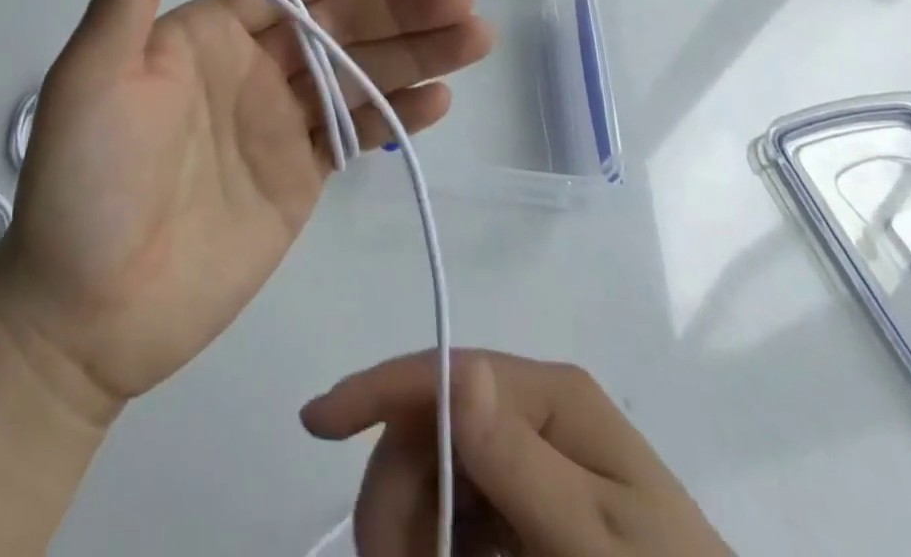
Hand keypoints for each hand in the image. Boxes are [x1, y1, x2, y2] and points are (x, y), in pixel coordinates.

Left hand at [0, 0, 492, 407]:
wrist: (86, 313)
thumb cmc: (86, 179)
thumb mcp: (96, 72)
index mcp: (208, 34)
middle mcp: (250, 68)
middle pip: (335, 28)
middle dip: (397, 11)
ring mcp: (277, 124)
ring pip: (357, 76)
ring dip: (415, 56)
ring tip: (474, 36)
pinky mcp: (298, 178)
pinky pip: (355, 135)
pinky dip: (398, 115)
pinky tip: (440, 98)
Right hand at [301, 350, 731, 556]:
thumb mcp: (596, 549)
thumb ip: (522, 464)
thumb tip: (458, 372)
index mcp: (551, 397)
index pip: (444, 372)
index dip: (375, 390)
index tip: (314, 424)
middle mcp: (535, 411)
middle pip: (432, 427)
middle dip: (397, 493)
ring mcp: (530, 460)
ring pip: (437, 472)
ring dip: (411, 524)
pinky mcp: (529, 508)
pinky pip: (461, 512)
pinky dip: (437, 541)